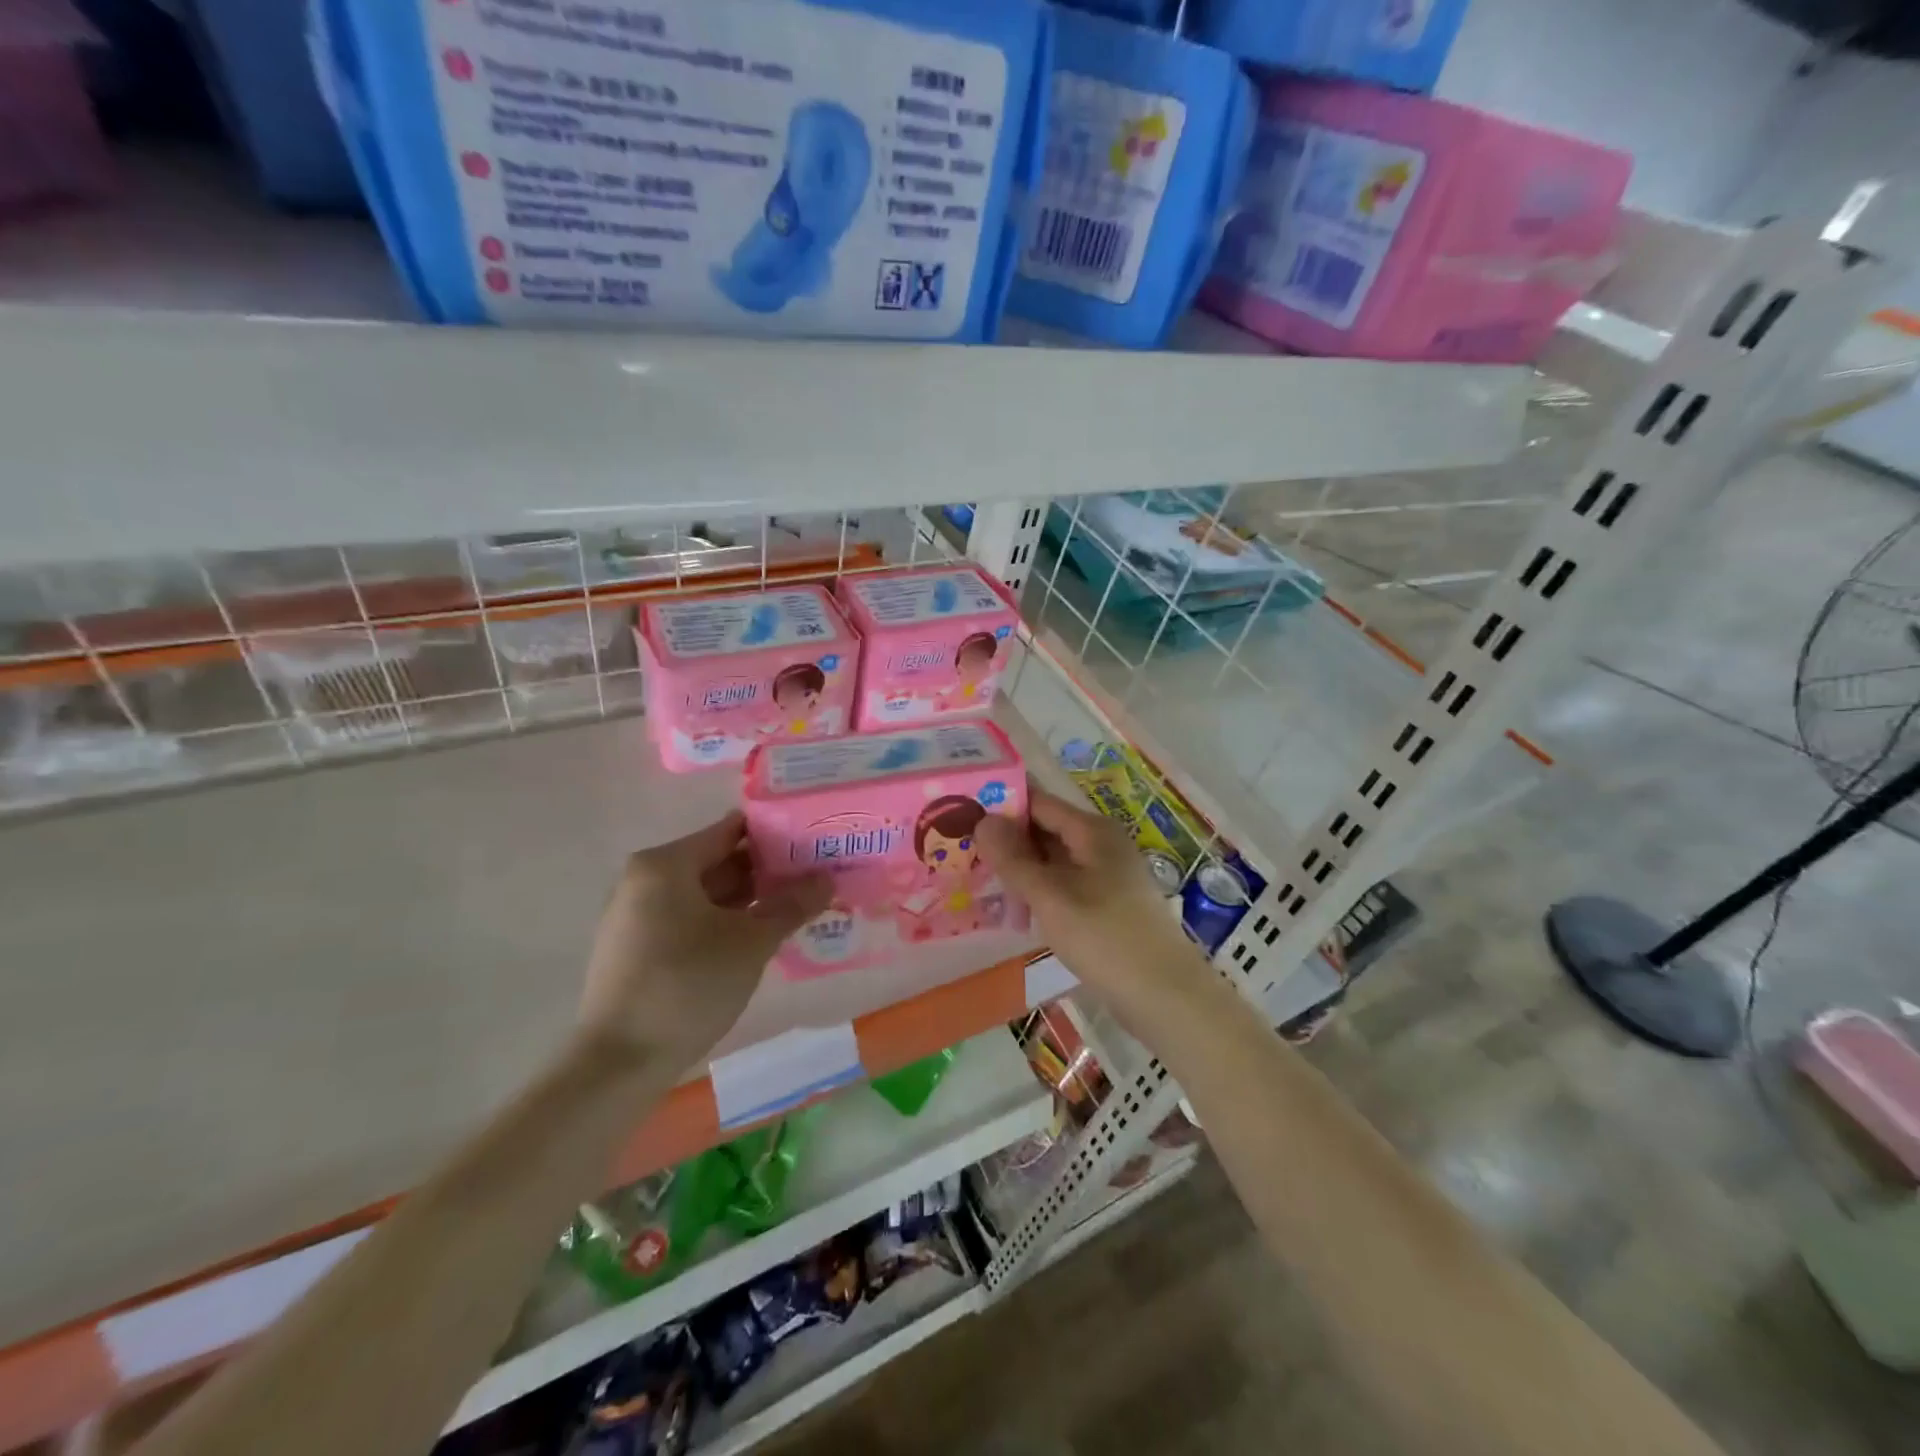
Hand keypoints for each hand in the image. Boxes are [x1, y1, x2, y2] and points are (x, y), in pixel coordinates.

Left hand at [577, 813, 831, 1067]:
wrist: (618, 1064)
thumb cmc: (687, 985)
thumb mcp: (751, 943)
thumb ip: (791, 905)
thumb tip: (826, 878)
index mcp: (666, 864)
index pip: (731, 830)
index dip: (775, 835)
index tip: (812, 845)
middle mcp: (644, 880)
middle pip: (717, 861)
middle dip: (766, 872)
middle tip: (813, 879)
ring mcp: (635, 915)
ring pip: (704, 894)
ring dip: (748, 901)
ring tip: (795, 908)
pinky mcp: (635, 948)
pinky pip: (688, 920)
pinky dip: (722, 923)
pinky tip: (756, 939)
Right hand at [976, 785, 1215, 1027]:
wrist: (1165, 996)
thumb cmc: (1105, 938)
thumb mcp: (1050, 896)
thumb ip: (1013, 858)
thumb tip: (982, 819)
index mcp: (1092, 830)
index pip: (1038, 802)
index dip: (1001, 804)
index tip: (961, 812)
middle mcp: (1101, 844)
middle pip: (1045, 829)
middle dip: (1006, 838)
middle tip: (959, 847)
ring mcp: (1106, 874)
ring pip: (1053, 859)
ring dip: (1020, 867)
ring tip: (976, 876)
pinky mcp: (1107, 903)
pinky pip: (1064, 884)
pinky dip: (1038, 889)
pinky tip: (1013, 906)